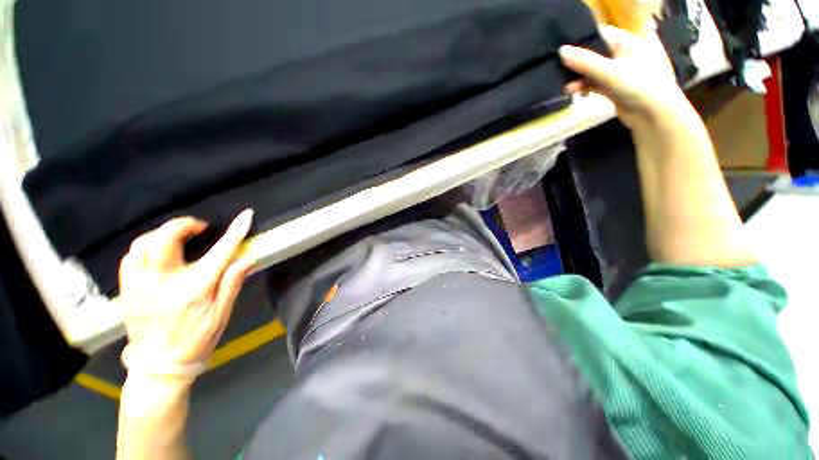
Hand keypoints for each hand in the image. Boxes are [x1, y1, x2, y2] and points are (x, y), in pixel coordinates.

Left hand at [118, 210, 254, 380]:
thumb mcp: (221, 315)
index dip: (234, 232)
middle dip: (184, 224)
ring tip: (178, 239)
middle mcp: (163, 283)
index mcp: (194, 290)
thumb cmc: (196, 340)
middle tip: (199, 229)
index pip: (219, 253)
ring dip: (164, 234)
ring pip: (143, 243)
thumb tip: (247, 259)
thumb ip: (232, 284)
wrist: (158, 365)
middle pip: (165, 238)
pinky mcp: (127, 289)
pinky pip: (130, 257)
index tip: (246, 215)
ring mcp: (140, 285)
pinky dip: (145, 246)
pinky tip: (157, 253)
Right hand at [559, 25, 687, 127]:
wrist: (654, 115)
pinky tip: (575, 92)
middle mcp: (623, 53)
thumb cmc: (639, 86)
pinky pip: (595, 82)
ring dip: (579, 78)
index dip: (581, 41)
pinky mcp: (614, 86)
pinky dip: (584, 87)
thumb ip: (585, 61)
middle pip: (594, 53)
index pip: (600, 34)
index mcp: (628, 41)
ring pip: (593, 70)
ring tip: (567, 88)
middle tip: (560, 72)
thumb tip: (560, 51)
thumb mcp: (610, 72)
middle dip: (577, 63)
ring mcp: (619, 71)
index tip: (562, 52)